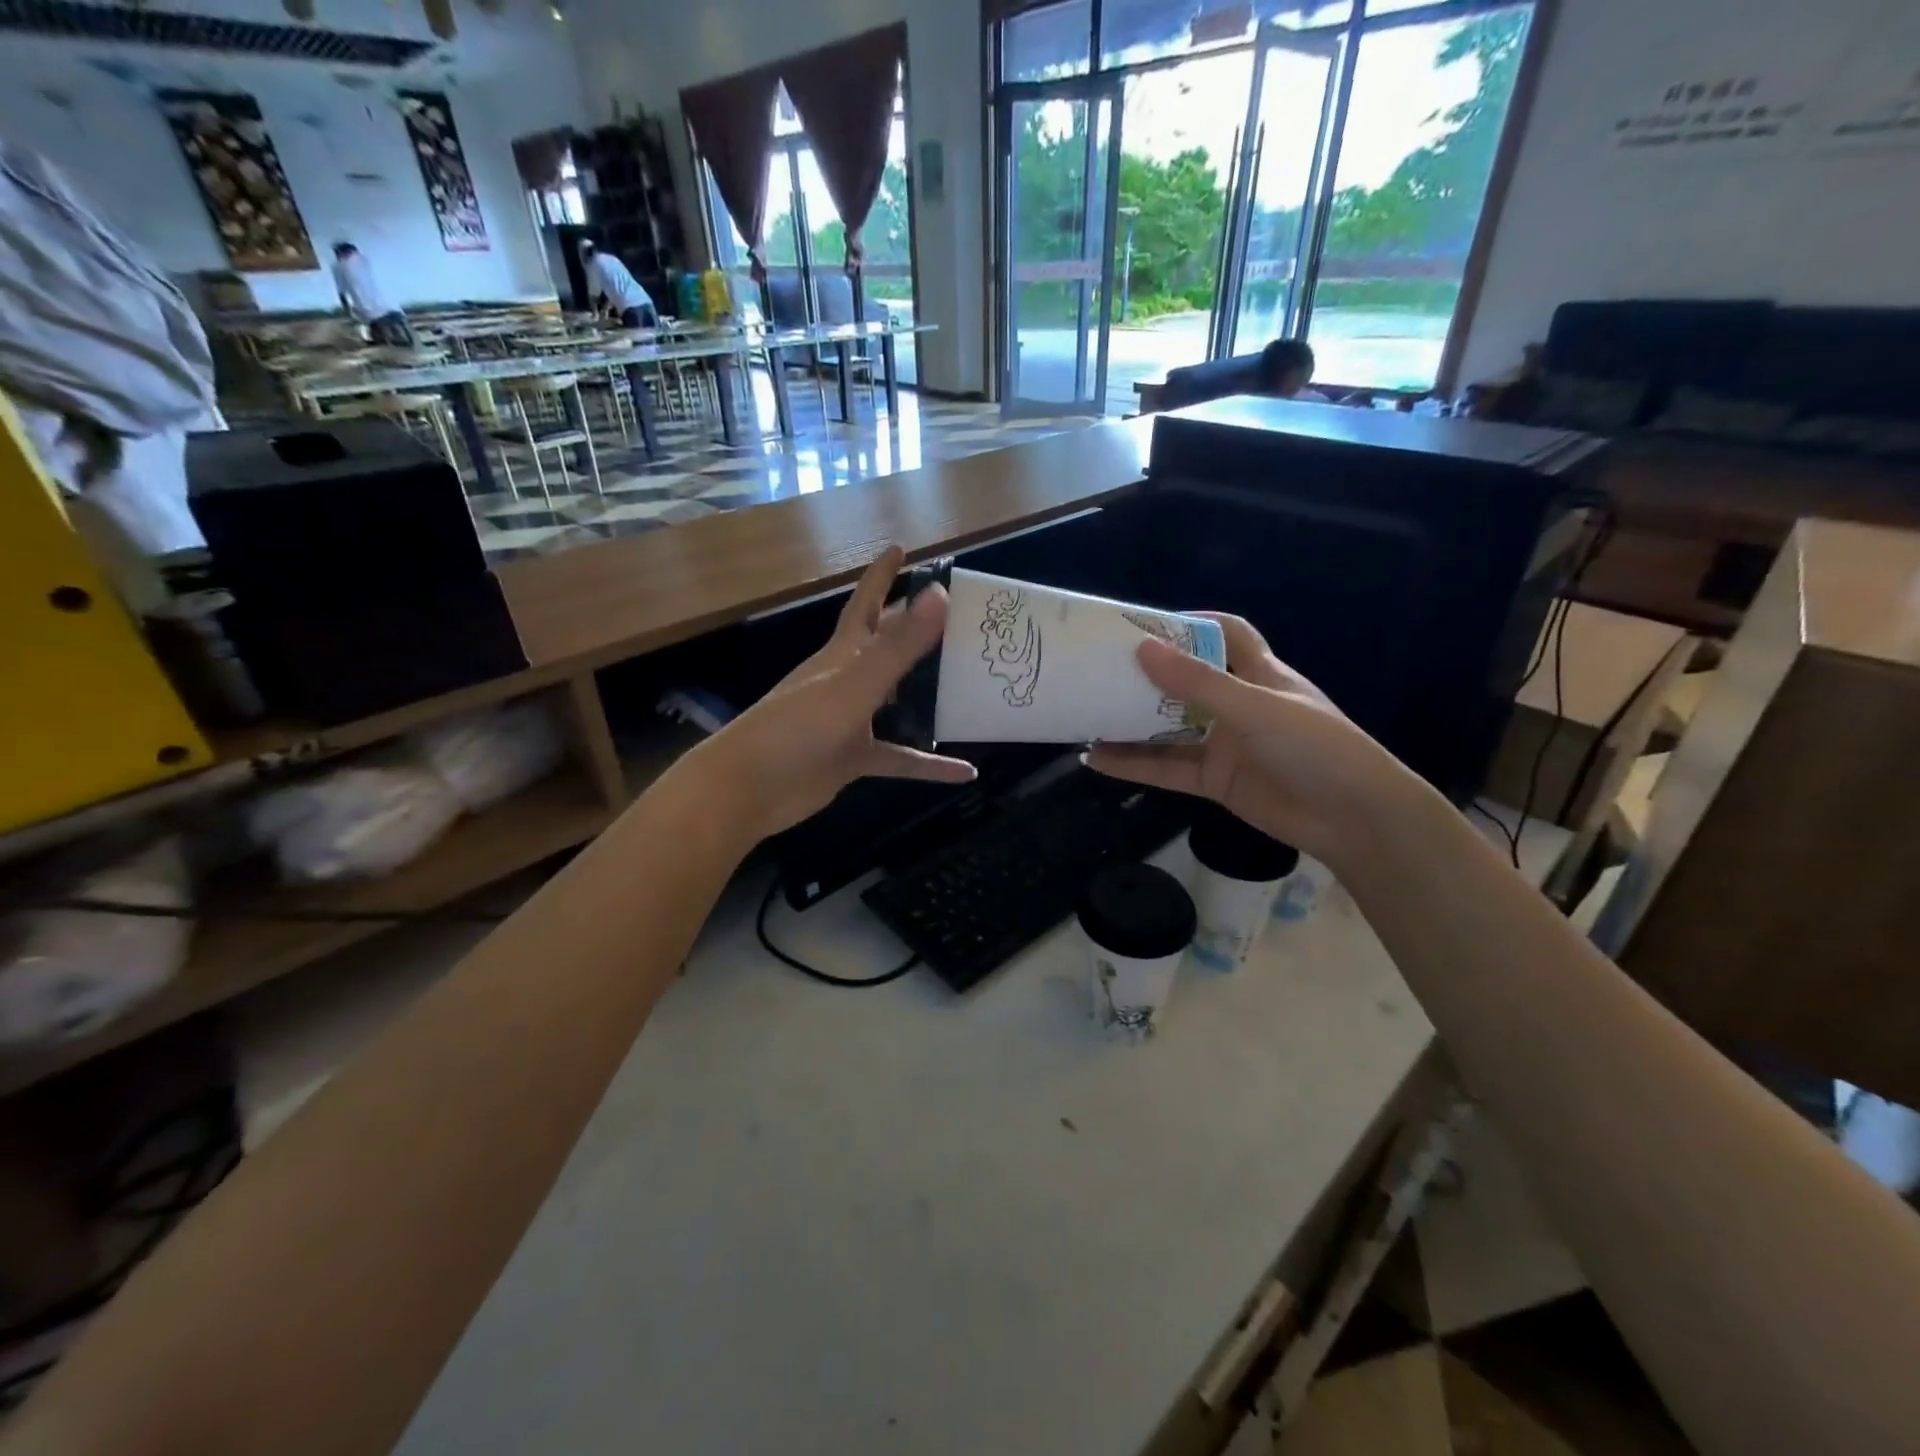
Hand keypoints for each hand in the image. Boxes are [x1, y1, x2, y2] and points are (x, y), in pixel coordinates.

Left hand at [681, 547, 975, 844]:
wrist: (748, 788)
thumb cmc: (796, 728)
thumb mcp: (853, 685)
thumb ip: (897, 646)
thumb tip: (940, 594)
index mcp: (843, 654)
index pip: (866, 603)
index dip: (882, 574)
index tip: (902, 548)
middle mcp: (848, 681)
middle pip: (886, 647)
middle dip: (913, 627)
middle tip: (955, 617)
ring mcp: (850, 720)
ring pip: (897, 701)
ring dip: (927, 694)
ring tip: (967, 685)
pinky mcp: (852, 758)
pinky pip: (899, 758)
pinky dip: (930, 765)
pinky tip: (965, 771)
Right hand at [1087, 614, 1418, 867]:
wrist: (1353, 819)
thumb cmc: (1315, 747)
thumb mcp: (1255, 707)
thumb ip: (1197, 683)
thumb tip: (1142, 649)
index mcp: (1260, 674)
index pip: (1229, 635)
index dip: (1194, 624)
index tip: (1148, 624)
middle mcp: (1239, 705)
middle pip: (1186, 682)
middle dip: (1147, 675)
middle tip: (1099, 667)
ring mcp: (1224, 744)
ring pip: (1169, 728)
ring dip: (1131, 722)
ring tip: (1086, 713)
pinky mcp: (1214, 781)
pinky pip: (1166, 767)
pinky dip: (1133, 764)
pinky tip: (1097, 760)